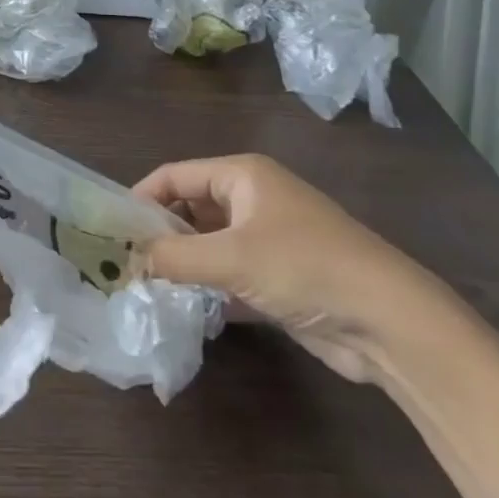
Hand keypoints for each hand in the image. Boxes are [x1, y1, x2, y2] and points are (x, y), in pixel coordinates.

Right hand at [133, 155, 432, 383]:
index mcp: (242, 175)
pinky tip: (182, 308)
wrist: (388, 321)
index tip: (110, 230)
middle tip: (123, 263)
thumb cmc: (304, 267)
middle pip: (190, 208)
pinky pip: (229, 274)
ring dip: (182, 263)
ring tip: (143, 287)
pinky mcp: (278, 278)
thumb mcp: (231, 257)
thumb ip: (173, 256)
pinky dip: (207, 288)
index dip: (141, 198)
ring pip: (209, 245)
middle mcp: (252, 199)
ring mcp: (267, 240)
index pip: (175, 175)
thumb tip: (129, 262)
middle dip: (159, 234)